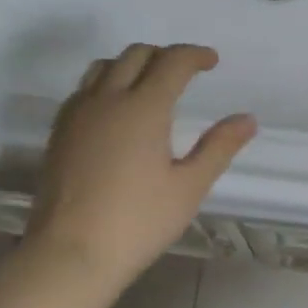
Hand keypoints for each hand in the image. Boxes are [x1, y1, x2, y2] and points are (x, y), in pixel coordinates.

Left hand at [21, 44, 255, 286]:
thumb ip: (219, 147)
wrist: (70, 253)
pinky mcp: (59, 131)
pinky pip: (84, 89)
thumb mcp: (189, 187)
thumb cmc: (138, 222)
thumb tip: (247, 119)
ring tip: (150, 84)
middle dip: (164, 55)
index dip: (195, 55)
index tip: (212, 61)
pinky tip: (116, 110)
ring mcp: (77, 113)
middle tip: (185, 72)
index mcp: (143, 107)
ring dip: (132, 64)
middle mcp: (107, 99)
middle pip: (136, 55)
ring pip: (104, 66)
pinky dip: (106, 83)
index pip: (172, 62)